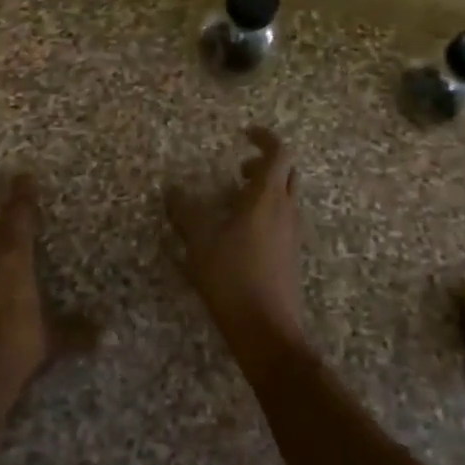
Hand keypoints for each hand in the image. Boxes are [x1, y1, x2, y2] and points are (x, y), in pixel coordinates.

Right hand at [166, 127, 306, 356]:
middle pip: (287, 172)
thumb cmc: (232, 278)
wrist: (268, 331)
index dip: (264, 138)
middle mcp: (286, 209)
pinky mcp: (291, 256)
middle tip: (238, 170)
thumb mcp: (199, 242)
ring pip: (286, 197)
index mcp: (267, 197)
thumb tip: (172, 190)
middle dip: (264, 164)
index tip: (245, 134)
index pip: (278, 152)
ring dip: (265, 189)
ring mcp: (292, 234)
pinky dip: (266, 212)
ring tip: (234, 202)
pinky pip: (283, 219)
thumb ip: (185, 212)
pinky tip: (240, 234)